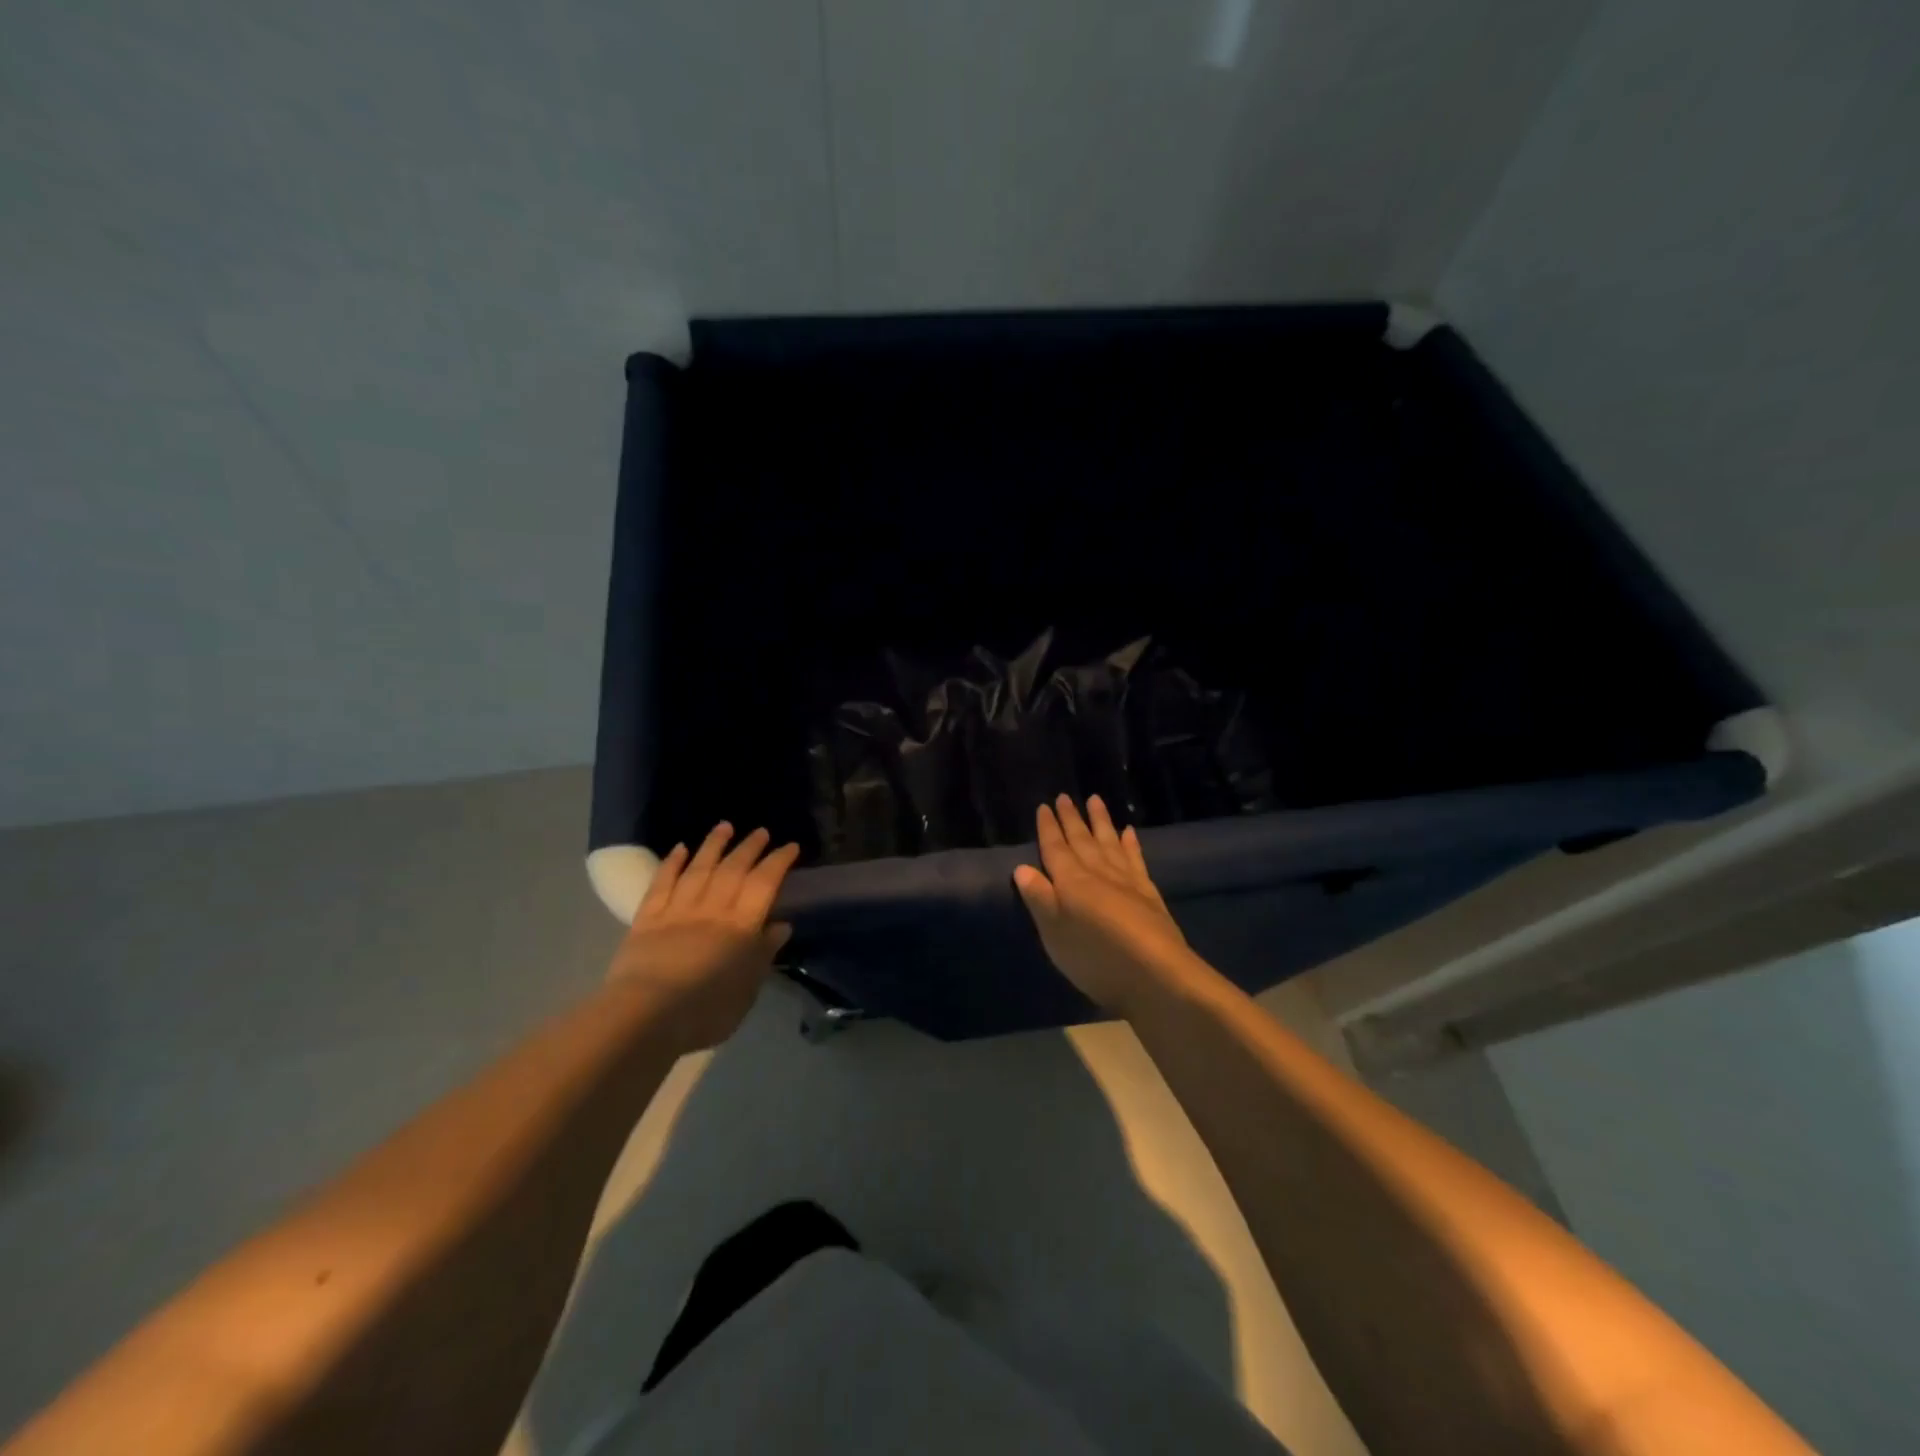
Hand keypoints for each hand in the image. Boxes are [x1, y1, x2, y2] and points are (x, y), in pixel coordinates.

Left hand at [608, 823, 800, 1051]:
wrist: (646, 1016)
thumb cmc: (706, 1010)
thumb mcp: (748, 988)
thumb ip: (763, 954)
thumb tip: (780, 925)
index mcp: (741, 925)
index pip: (764, 883)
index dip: (778, 862)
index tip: (789, 846)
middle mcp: (712, 909)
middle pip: (733, 869)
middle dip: (749, 847)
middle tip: (760, 831)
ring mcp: (677, 910)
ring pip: (698, 869)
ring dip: (713, 845)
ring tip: (724, 826)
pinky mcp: (647, 919)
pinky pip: (661, 884)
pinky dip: (671, 864)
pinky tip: (680, 848)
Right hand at [1014, 795, 1192, 1016]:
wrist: (1154, 973)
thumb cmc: (1094, 957)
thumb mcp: (1054, 933)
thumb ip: (1039, 898)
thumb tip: (1022, 867)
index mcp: (1070, 881)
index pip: (1055, 849)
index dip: (1048, 828)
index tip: (1044, 806)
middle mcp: (1097, 873)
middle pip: (1081, 840)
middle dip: (1071, 818)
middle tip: (1065, 796)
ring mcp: (1126, 880)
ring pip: (1109, 842)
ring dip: (1101, 821)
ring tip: (1095, 799)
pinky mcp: (1148, 892)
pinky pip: (1135, 858)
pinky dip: (1130, 843)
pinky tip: (1129, 831)